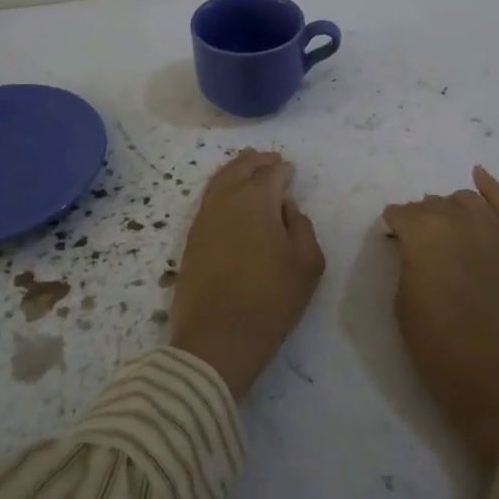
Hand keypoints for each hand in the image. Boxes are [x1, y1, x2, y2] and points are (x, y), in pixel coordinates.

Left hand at [169, 149, 324, 398]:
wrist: (216, 339)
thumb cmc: (270, 302)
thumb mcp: (307, 266)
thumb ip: (302, 226)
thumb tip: (286, 206)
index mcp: (257, 200)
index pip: (272, 173)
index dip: (283, 170)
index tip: (291, 171)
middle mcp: (226, 200)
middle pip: (241, 169)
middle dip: (258, 162)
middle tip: (271, 159)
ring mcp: (204, 217)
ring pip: (220, 180)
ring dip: (236, 170)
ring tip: (247, 166)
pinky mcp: (191, 237)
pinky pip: (208, 199)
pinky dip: (220, 188)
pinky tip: (228, 195)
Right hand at [384, 167, 498, 469]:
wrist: (498, 379)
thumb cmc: (439, 346)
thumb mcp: (403, 301)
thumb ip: (406, 261)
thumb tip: (411, 244)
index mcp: (424, 234)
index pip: (401, 214)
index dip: (394, 227)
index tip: (392, 240)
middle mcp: (459, 220)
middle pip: (433, 205)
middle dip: (421, 218)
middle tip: (419, 243)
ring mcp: (495, 229)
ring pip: (465, 200)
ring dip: (450, 209)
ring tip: (447, 228)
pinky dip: (490, 187)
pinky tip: (479, 177)